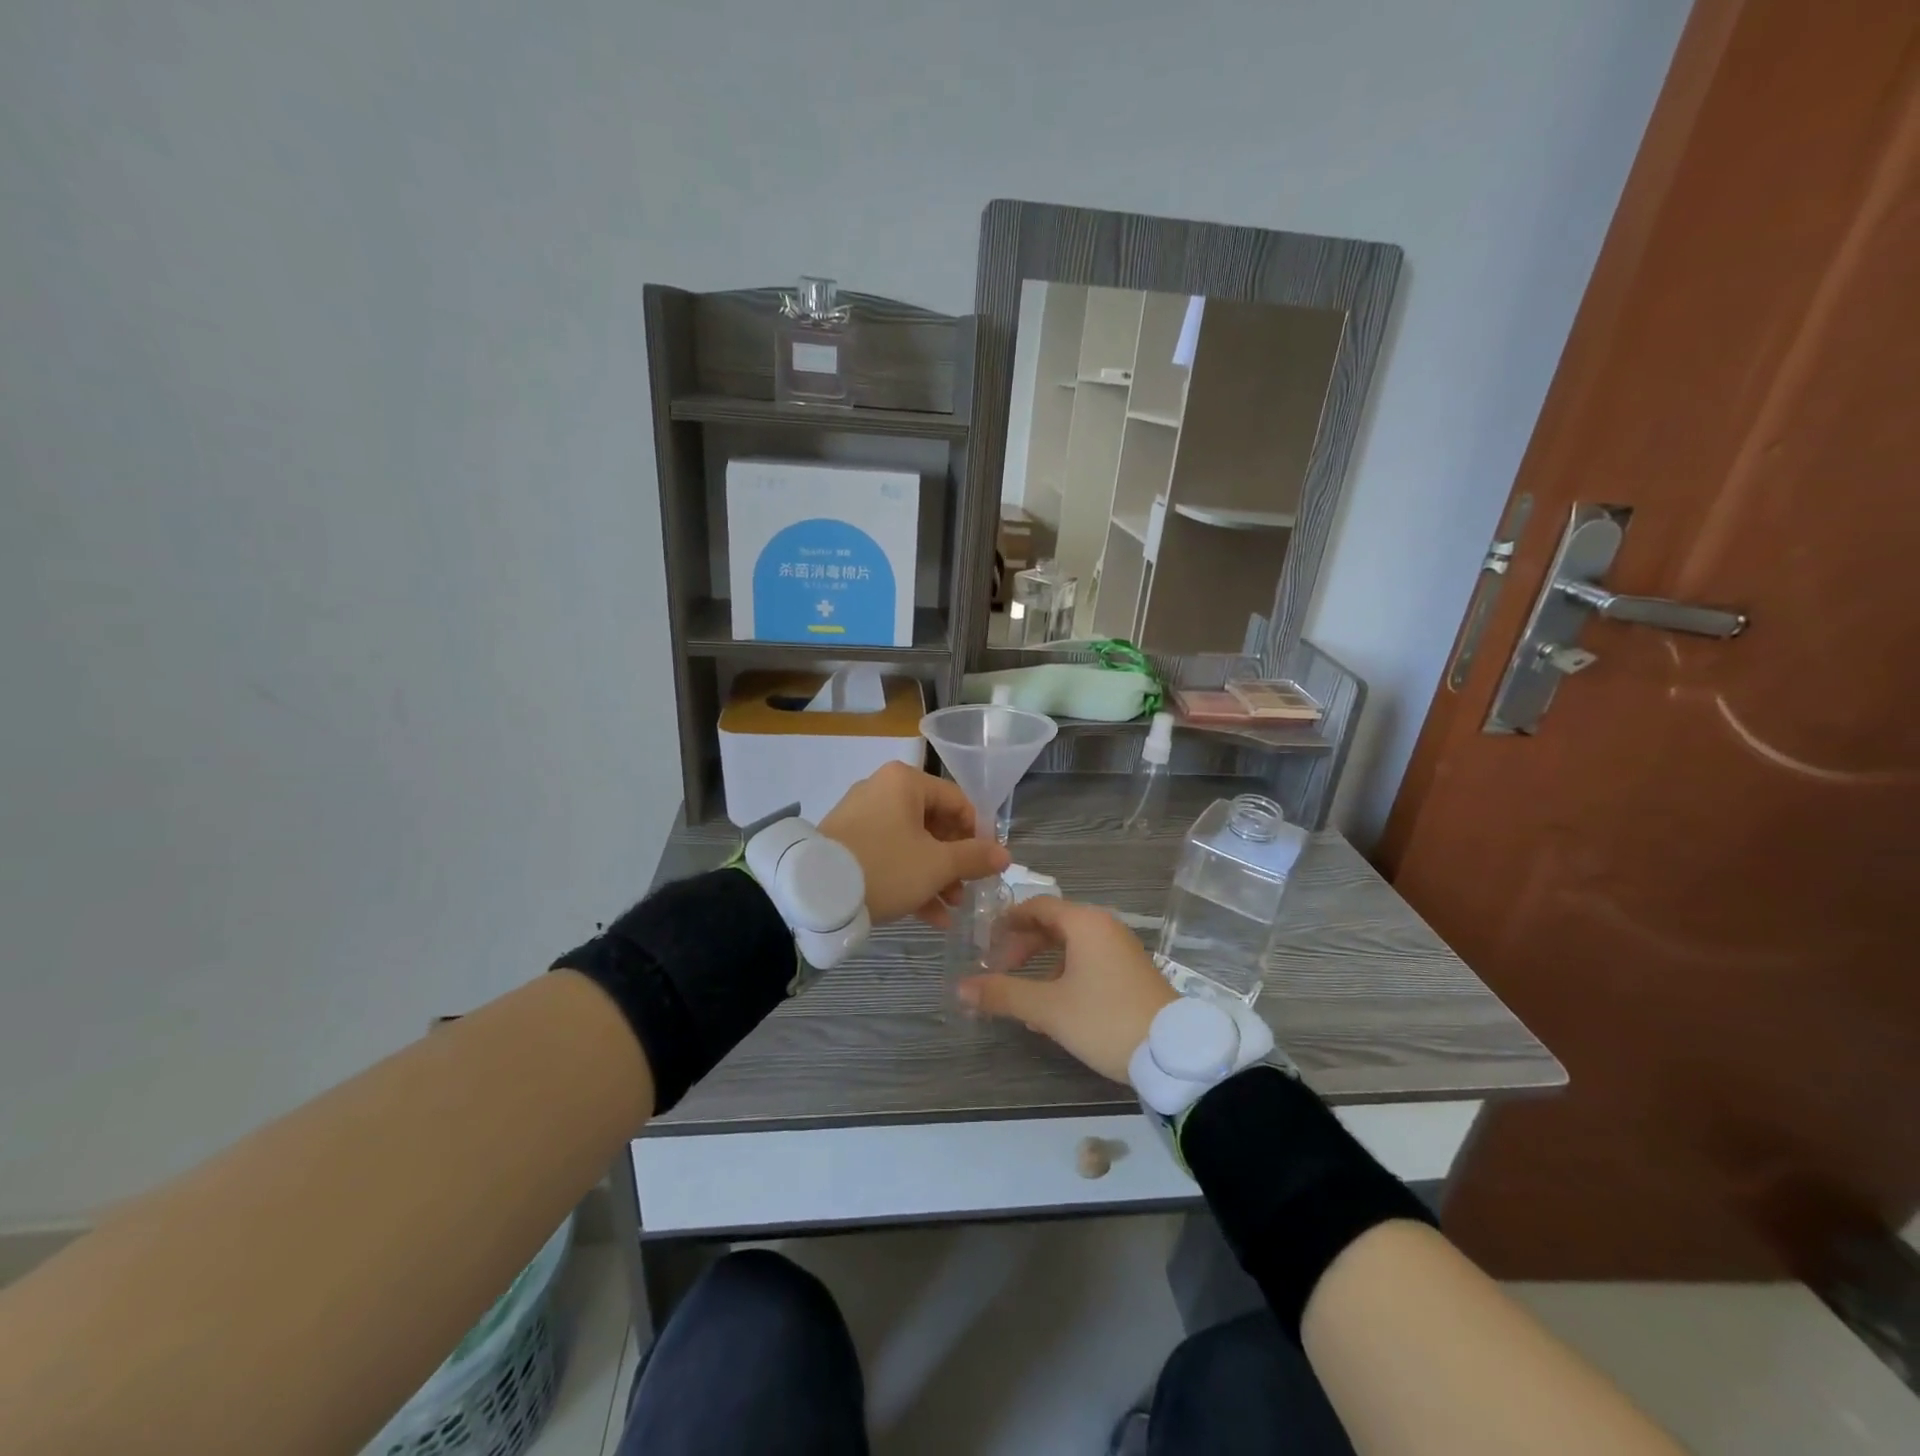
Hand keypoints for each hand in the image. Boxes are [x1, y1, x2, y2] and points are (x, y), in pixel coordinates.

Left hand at [818, 762, 1010, 926]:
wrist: (814, 893)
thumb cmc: (886, 867)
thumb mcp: (937, 865)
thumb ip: (974, 857)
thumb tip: (1005, 855)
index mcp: (905, 782)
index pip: (957, 801)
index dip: (978, 833)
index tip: (988, 864)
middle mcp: (882, 790)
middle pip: (934, 824)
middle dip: (954, 862)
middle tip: (966, 891)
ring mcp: (861, 816)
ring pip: (911, 844)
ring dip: (935, 876)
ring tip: (950, 908)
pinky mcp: (846, 843)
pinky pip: (888, 855)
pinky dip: (909, 879)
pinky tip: (928, 916)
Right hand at [957, 896, 1176, 1081]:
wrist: (1173, 1053)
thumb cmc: (1105, 1019)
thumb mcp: (1048, 1009)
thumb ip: (1003, 994)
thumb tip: (961, 987)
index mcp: (1085, 923)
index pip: (1037, 906)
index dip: (1007, 921)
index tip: (985, 941)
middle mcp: (1104, 927)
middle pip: (1053, 925)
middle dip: (1022, 947)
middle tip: (998, 969)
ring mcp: (1121, 950)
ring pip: (1071, 947)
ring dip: (1042, 967)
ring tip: (1021, 998)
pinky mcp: (1131, 973)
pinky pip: (1089, 963)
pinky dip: (1065, 977)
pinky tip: (1052, 1013)